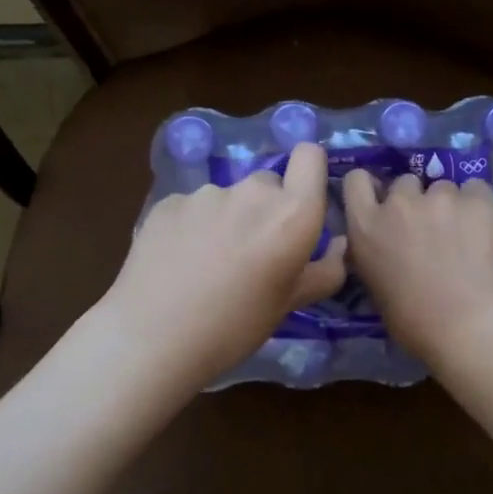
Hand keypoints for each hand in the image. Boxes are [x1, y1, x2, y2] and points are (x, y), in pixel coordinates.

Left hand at [102, 142, 346, 385]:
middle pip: (268, 184)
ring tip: (208, 264)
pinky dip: (191, 227)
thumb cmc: (234, 327)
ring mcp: (206, 194)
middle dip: (265, 210)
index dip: (308, 172)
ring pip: (228, 198)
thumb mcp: (288, 305)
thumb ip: (322, 271)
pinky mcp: (168, 202)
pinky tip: (178, 262)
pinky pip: (192, 207)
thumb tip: (339, 246)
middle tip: (251, 254)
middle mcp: (252, 192)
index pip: (310, 156)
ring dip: (227, 219)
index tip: (300, 204)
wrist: (153, 337)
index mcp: (292, 214)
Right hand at [341, 170, 492, 365]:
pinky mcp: (476, 199)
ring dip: (448, 204)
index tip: (383, 200)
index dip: (371, 187)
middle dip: (414, 200)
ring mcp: (439, 197)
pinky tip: (484, 226)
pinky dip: (478, 204)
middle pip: (405, 182)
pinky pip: (476, 189)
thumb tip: (388, 248)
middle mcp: (398, 203)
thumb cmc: (413, 320)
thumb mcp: (374, 284)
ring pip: (443, 187)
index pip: (356, 180)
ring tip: (463, 232)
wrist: (465, 323)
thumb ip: (375, 253)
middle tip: (428, 227)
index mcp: (365, 226)